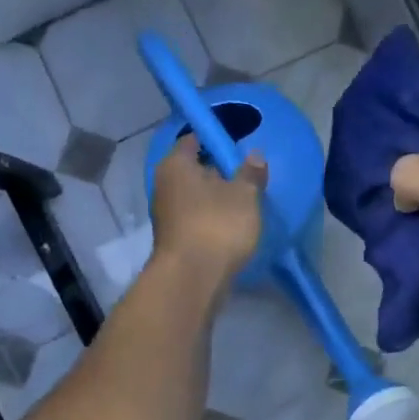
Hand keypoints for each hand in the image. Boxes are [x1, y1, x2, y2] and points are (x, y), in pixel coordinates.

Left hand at [150, 140, 266, 289]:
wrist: (192, 279)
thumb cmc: (217, 225)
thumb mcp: (245, 195)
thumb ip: (250, 174)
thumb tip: (254, 156)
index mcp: (176, 164)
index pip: (193, 140)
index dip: (214, 140)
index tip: (236, 145)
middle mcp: (164, 186)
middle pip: (192, 171)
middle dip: (216, 173)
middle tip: (244, 176)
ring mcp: (166, 216)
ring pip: (194, 198)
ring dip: (214, 200)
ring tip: (242, 205)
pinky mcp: (174, 241)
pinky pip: (196, 221)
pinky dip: (211, 221)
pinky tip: (231, 228)